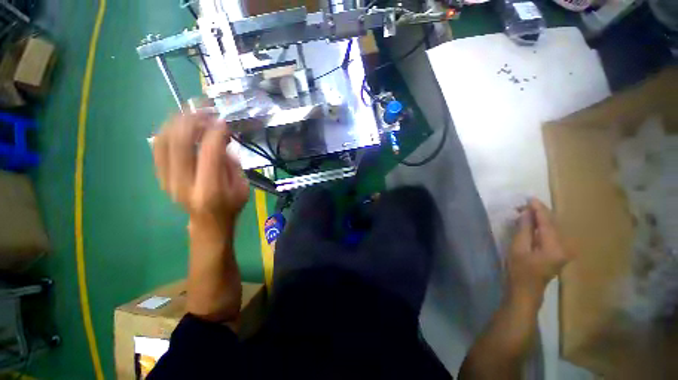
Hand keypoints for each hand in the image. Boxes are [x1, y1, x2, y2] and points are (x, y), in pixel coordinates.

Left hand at [152, 112, 249, 239]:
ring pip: (163, 140)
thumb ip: (231, 163)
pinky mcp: (160, 176)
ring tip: (193, 113)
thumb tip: (221, 140)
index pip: (209, 151)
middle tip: (206, 111)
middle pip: (179, 141)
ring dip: (177, 121)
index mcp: (210, 189)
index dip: (216, 131)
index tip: (224, 121)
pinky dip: (168, 130)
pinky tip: (181, 125)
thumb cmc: (230, 206)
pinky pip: (158, 146)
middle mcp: (183, 183)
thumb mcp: (242, 186)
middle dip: (193, 120)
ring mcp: (167, 179)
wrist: (207, 223)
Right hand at [506, 198, 572, 304]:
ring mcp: (564, 250)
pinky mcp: (560, 252)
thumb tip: (527, 212)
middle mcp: (565, 246)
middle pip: (553, 223)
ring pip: (554, 228)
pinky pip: (552, 234)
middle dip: (539, 212)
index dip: (538, 209)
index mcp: (555, 246)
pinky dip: (543, 226)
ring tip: (526, 212)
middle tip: (524, 205)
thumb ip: (524, 229)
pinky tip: (533, 223)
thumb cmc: (520, 270)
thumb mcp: (518, 248)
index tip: (529, 198)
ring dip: (540, 219)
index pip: (548, 222)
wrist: (526, 290)